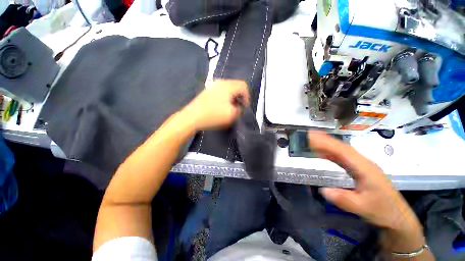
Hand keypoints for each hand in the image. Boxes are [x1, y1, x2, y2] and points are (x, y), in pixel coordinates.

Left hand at [182, 80, 249, 130]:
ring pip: (228, 90)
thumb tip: (240, 107)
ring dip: (232, 98)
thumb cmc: (213, 115)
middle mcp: (221, 83)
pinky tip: (221, 107)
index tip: (245, 107)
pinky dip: (225, 99)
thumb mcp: (232, 114)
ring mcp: (213, 86)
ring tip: (230, 108)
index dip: (247, 96)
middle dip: (239, 97)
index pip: (244, 86)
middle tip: (238, 108)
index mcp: (228, 86)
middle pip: (236, 87)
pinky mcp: (208, 91)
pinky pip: (221, 92)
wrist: (192, 117)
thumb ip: (240, 110)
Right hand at [308, 131, 428, 254]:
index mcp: (365, 169)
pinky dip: (333, 152)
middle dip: (325, 140)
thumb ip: (344, 199)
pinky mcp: (361, 169)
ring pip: (343, 151)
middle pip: (342, 147)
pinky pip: (344, 157)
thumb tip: (324, 190)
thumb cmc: (382, 211)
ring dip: (328, 144)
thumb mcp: (363, 208)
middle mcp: (364, 163)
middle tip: (309, 135)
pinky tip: (325, 153)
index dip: (327, 143)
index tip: (312, 137)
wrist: (398, 216)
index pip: (343, 152)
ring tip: (314, 140)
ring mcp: (363, 165)